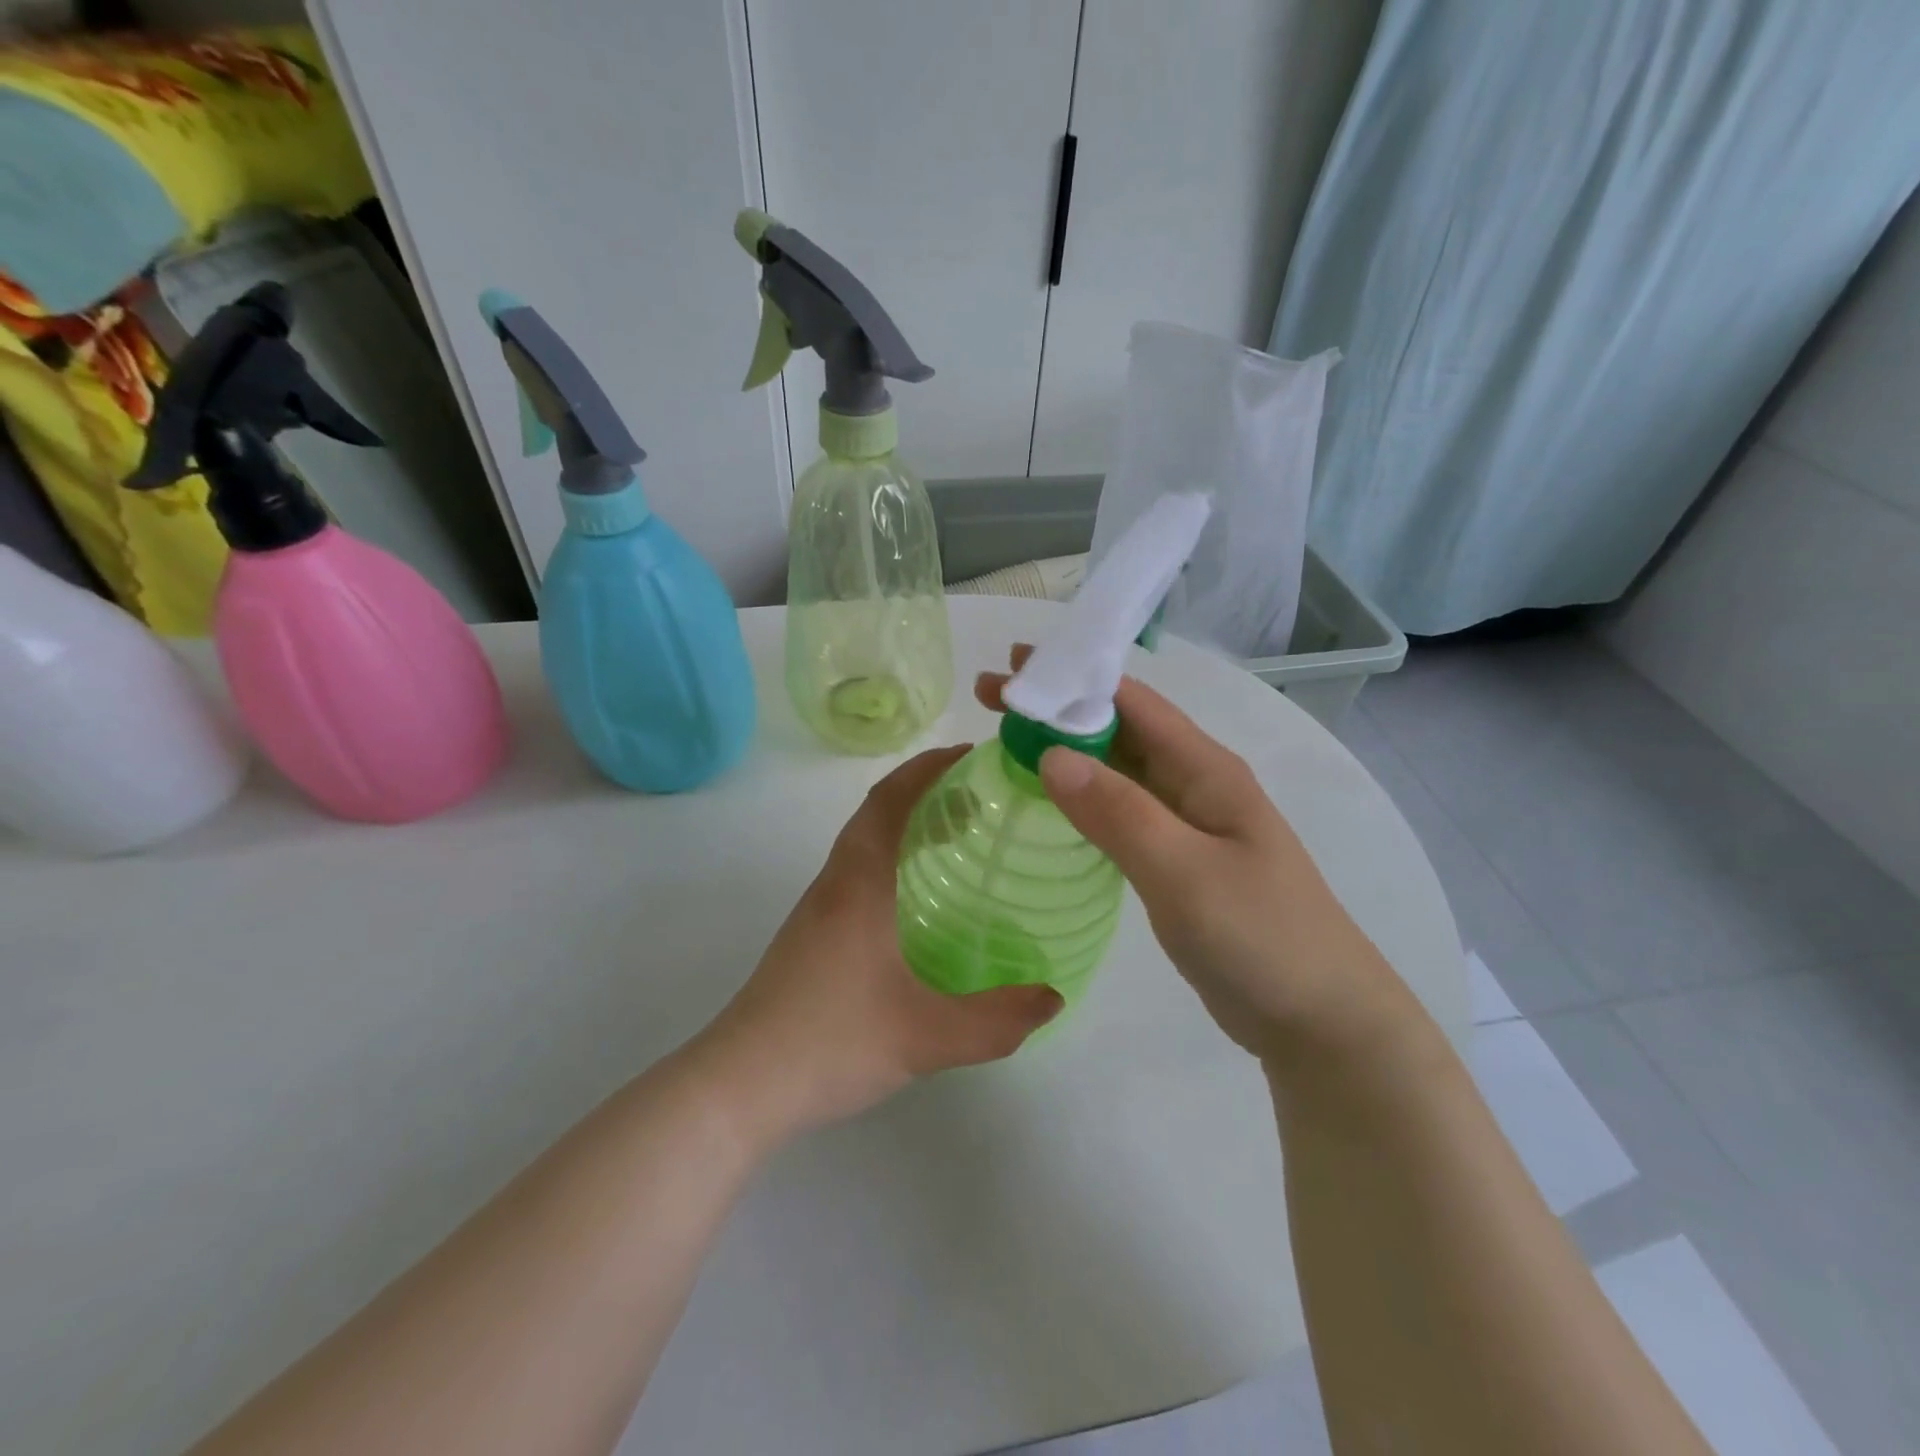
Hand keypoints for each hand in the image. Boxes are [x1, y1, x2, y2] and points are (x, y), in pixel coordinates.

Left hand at [698, 747, 1061, 1145]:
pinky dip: (893, 860)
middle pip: (876, 813)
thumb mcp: (925, 1038)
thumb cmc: (829, 1044)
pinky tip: (921, 901)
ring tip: (959, 839)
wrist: (738, 1085)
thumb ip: (995, 1022)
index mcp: (858, 884)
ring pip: (864, 843)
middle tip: (980, 799)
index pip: (889, 800)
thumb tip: (1052, 999)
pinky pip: (858, 873)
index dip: (928, 768)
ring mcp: (817, 909)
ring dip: (907, 825)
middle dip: (925, 791)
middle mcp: (835, 883)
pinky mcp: (811, 935)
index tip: (971, 757)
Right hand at [977, 647, 1403, 1062]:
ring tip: (1004, 742)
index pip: (1132, 702)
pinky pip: (1119, 811)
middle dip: (1057, 709)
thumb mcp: (1185, 873)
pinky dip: (1080, 796)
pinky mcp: (1175, 860)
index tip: (1013, 667)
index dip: (1073, 679)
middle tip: (990, 698)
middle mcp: (1194, 784)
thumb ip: (1119, 813)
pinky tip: (1048, 801)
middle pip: (1118, 729)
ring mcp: (1186, 824)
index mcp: (1205, 769)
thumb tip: (1050, 754)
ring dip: (1064, 750)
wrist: (1319, 1017)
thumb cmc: (1261, 937)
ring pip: (1116, 770)